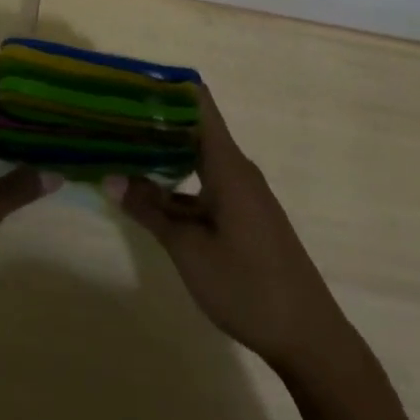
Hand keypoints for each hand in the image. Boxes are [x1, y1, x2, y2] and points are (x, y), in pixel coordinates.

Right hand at [108, 85, 334, 368]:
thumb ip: (149, 211)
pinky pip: (204, 183)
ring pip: (197, 159)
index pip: (198, 104)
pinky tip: (149, 193)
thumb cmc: (248, 286)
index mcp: (227, 165)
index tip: (130, 81)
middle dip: (155, 120)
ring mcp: (242, 195)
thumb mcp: (189, 249)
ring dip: (163, 153)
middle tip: (112, 113)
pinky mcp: (243, 217)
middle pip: (193, 128)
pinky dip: (177, 182)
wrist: (309, 339)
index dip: (167, 87)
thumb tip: (110, 178)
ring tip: (121, 145)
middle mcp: (236, 170)